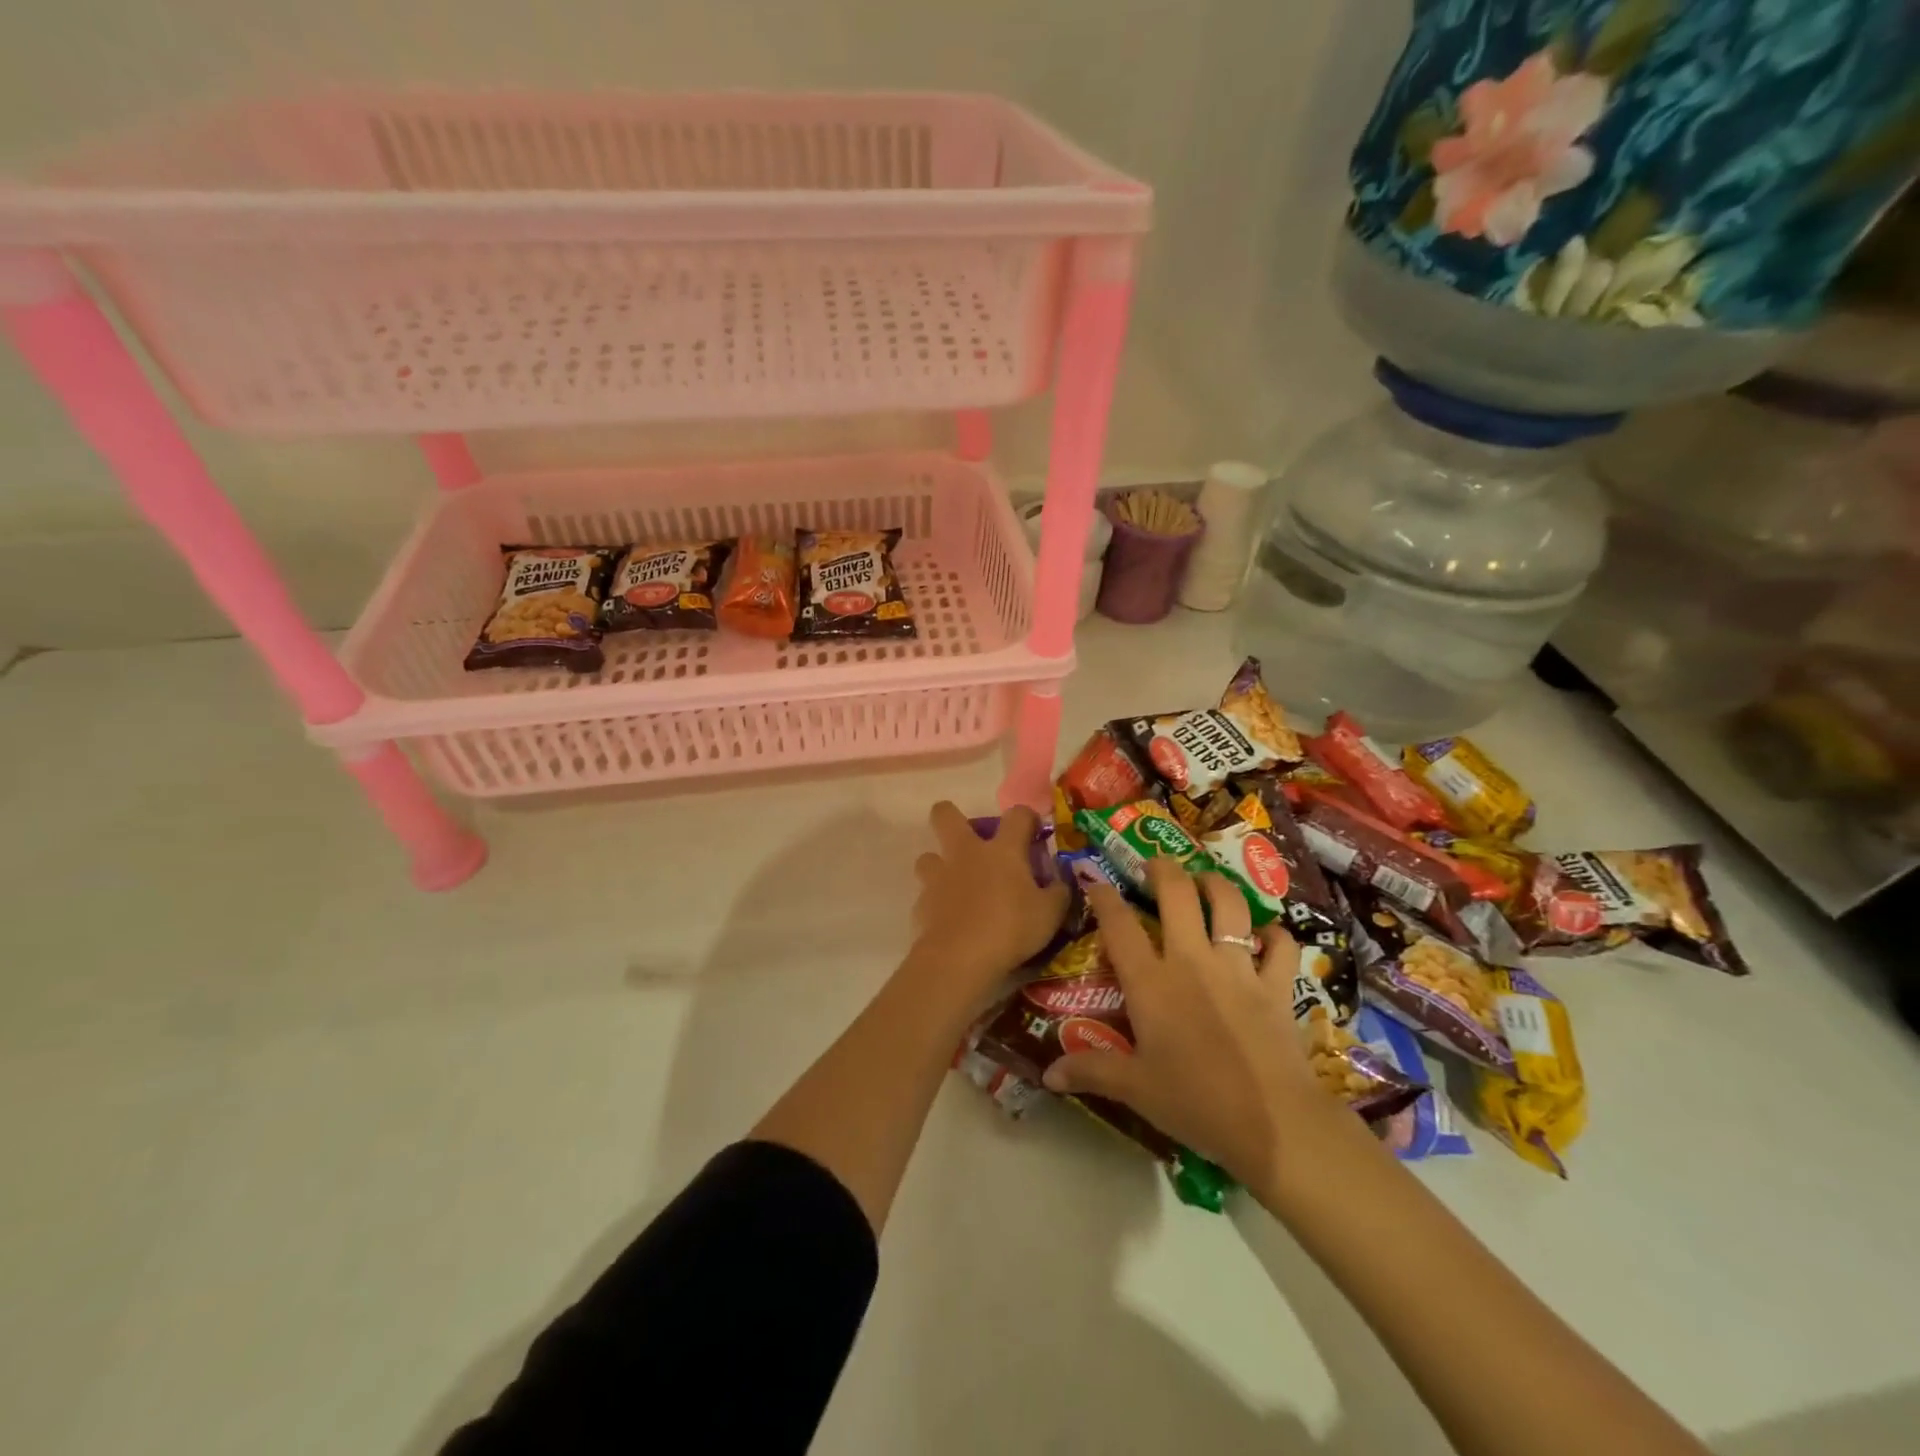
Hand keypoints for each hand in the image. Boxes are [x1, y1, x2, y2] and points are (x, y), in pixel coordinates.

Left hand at [910, 801, 1069, 1004]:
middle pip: (945, 815)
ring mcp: (939, 877)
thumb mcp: (1050, 914)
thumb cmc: (1011, 928)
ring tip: (955, 884)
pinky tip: (949, 920)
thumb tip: (1058, 884)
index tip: (1033, 831)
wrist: (960, 958)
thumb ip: (1057, 893)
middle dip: (950, 816)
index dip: (1027, 817)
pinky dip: (936, 903)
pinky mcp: (921, 904)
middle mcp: (966, 854)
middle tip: (968, 837)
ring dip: (939, 865)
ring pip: (927, 856)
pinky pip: (926, 895)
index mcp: (1002, 850)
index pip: (1017, 815)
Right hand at [1041, 857, 1340, 1192]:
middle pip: (1177, 894)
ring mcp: (1238, 968)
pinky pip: (1280, 946)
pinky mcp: (1276, 985)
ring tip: (1206, 881)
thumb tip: (1047, 1075)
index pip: (1119, 926)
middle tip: (1155, 864)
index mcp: (1151, 983)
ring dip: (1216, 885)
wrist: (1272, 1123)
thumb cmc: (1194, 1103)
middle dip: (1163, 869)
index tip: (1096, 881)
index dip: (1104, 897)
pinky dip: (1274, 936)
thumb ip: (1091, 1072)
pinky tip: (1266, 936)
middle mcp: (1192, 961)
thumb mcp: (1135, 1089)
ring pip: (1229, 905)